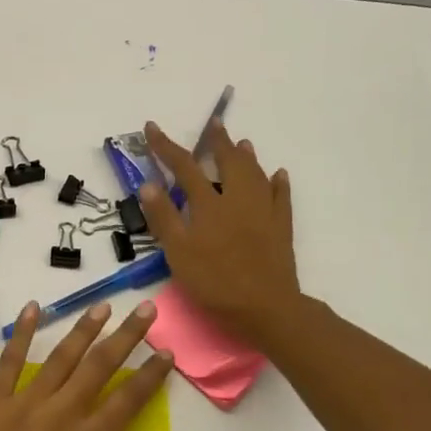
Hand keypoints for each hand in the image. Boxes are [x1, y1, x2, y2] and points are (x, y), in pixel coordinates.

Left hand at [0, 300, 173, 430]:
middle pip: (101, 365)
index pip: (130, 398)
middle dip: (127, 335)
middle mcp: (62, 414)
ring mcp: (24, 403)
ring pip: (61, 356)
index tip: (166, 351)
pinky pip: (9, 360)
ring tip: (102, 306)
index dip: (151, 372)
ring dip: (84, 328)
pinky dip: (22, 332)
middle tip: (145, 310)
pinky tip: (33, 308)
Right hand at [138, 119, 302, 349]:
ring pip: (256, 174)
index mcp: (209, 204)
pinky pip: (282, 197)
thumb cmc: (215, 282)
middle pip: (228, 161)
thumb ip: (164, 217)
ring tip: (242, 142)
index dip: (166, 146)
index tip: (151, 127)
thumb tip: (149, 183)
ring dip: (246, 156)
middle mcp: (238, 199)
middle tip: (215, 123)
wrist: (265, 307)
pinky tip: (278, 175)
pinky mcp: (282, 227)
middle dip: (218, 141)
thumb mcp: (178, 253)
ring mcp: (264, 211)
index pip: (184, 167)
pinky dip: (278, 182)